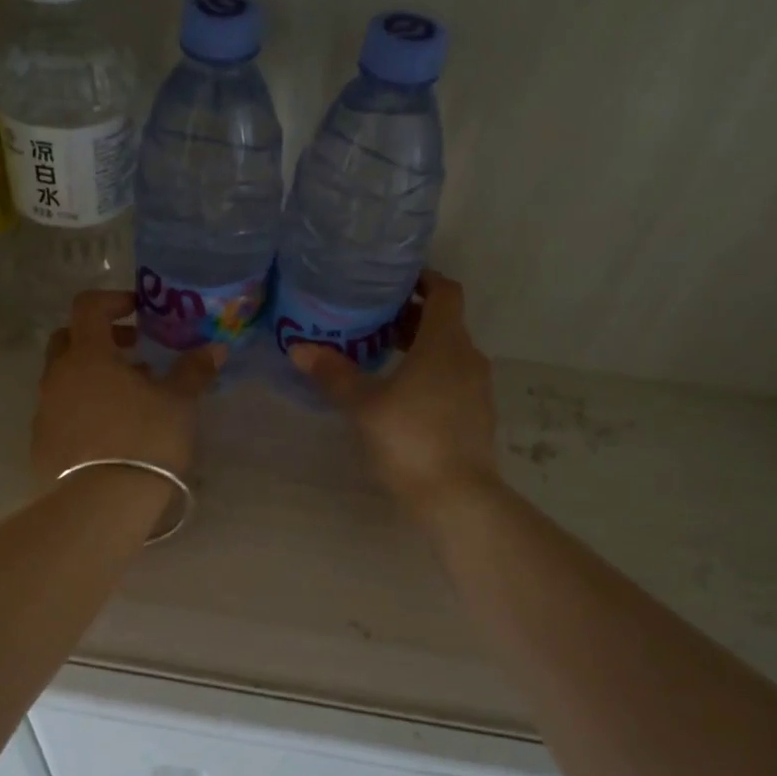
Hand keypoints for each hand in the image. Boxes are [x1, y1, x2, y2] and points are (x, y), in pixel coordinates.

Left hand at [33, 291, 223, 484]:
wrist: (101, 505)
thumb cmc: (145, 441)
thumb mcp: (179, 404)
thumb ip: (193, 371)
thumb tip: (214, 349)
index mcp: (88, 355)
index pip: (89, 307)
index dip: (113, 301)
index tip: (138, 311)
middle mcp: (57, 377)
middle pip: (68, 340)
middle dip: (99, 339)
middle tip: (132, 352)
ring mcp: (44, 412)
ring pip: (64, 379)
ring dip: (93, 377)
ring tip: (129, 398)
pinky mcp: (41, 444)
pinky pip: (60, 412)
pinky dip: (82, 409)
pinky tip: (109, 432)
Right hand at [288, 271, 499, 512]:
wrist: (457, 496)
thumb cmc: (410, 439)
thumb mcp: (364, 405)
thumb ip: (334, 374)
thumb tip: (299, 348)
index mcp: (445, 343)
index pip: (444, 291)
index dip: (423, 279)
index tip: (393, 280)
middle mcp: (468, 357)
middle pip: (444, 322)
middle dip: (410, 316)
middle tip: (372, 318)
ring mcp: (477, 388)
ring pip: (448, 352)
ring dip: (419, 347)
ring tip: (379, 355)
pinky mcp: (476, 415)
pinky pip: (452, 378)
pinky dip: (429, 373)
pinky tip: (400, 394)